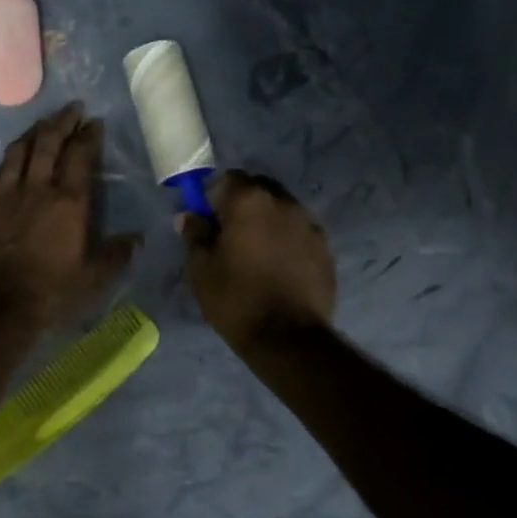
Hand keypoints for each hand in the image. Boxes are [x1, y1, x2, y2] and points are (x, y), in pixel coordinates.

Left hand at [0, 102, 140, 331]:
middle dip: (61, 122)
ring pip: (18, 151)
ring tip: (42, 125)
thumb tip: (137, 238)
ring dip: (33, 133)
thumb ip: (115, 255)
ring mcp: (4, 195)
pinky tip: (11, 159)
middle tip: (71, 109)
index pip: (80, 156)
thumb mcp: (92, 280)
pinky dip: (8, 160)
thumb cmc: (49, 294)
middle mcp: (36, 188)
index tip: (94, 122)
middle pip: (47, 143)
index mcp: (68, 202)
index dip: (88, 136)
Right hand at [181, 170, 335, 350]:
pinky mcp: (326, 248)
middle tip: (231, 236)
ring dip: (268, 222)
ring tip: (257, 254)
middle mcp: (283, 202)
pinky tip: (279, 268)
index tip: (209, 221)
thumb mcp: (201, 268)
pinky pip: (299, 232)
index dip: (214, 197)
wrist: (288, 338)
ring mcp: (309, 224)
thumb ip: (195, 234)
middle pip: (259, 189)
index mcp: (249, 200)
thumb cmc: (236, 298)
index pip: (228, 179)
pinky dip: (287, 241)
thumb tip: (190, 216)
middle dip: (243, 205)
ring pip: (282, 210)